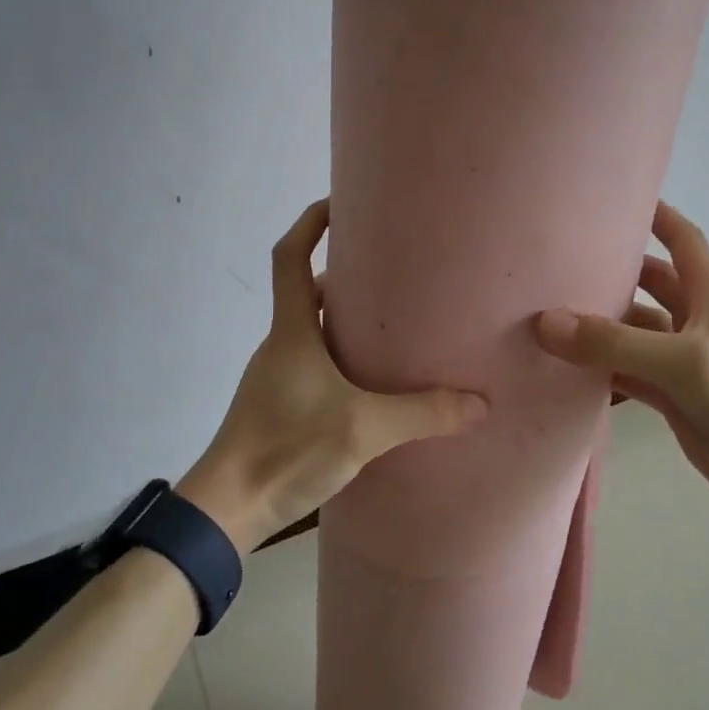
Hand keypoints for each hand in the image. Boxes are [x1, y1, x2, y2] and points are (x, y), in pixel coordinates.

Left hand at [179, 199, 488, 550]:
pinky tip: (372, 381)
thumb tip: (480, 403)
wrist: (228, 507)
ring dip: (346, 319)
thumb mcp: (362, 429)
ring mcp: (278, 376)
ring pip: (314, 330)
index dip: (310, 223)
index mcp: (291, 331)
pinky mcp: (281, 406)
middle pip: (309, 291)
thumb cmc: (286, 448)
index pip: (290, 257)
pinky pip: (315, 363)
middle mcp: (281, 344)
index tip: (341, 202)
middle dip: (346, 274)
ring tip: (394, 322)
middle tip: (394, 269)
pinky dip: (342, 356)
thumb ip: (421, 414)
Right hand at [535, 201, 708, 527]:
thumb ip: (616, 343)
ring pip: (629, 330)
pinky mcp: (669, 394)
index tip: (614, 199)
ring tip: (546, 314)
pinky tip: (562, 369)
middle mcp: (692, 320)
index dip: (656, 215)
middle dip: (610, 270)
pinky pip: (624, 371)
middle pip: (647, 282)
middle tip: (558, 262)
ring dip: (596, 324)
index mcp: (708, 296)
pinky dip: (597, 368)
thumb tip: (546, 323)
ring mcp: (679, 359)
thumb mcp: (683, 364)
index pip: (683, 240)